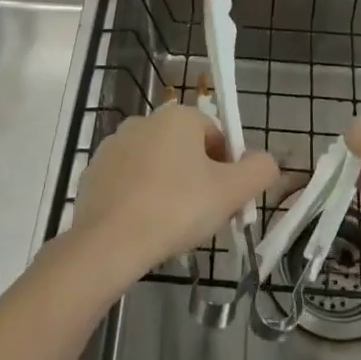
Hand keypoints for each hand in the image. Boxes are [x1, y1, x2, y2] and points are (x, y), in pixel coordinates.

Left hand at [69, 104, 277, 281]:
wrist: (109, 243)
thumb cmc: (176, 208)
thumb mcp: (230, 192)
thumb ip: (258, 170)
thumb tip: (266, 161)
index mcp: (178, 116)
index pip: (216, 136)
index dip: (227, 168)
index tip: (226, 200)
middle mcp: (144, 120)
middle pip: (185, 149)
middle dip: (197, 178)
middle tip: (202, 216)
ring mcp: (114, 145)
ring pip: (155, 165)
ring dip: (168, 187)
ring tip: (172, 226)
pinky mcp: (94, 172)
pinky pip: (128, 182)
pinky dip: (139, 198)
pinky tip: (144, 228)